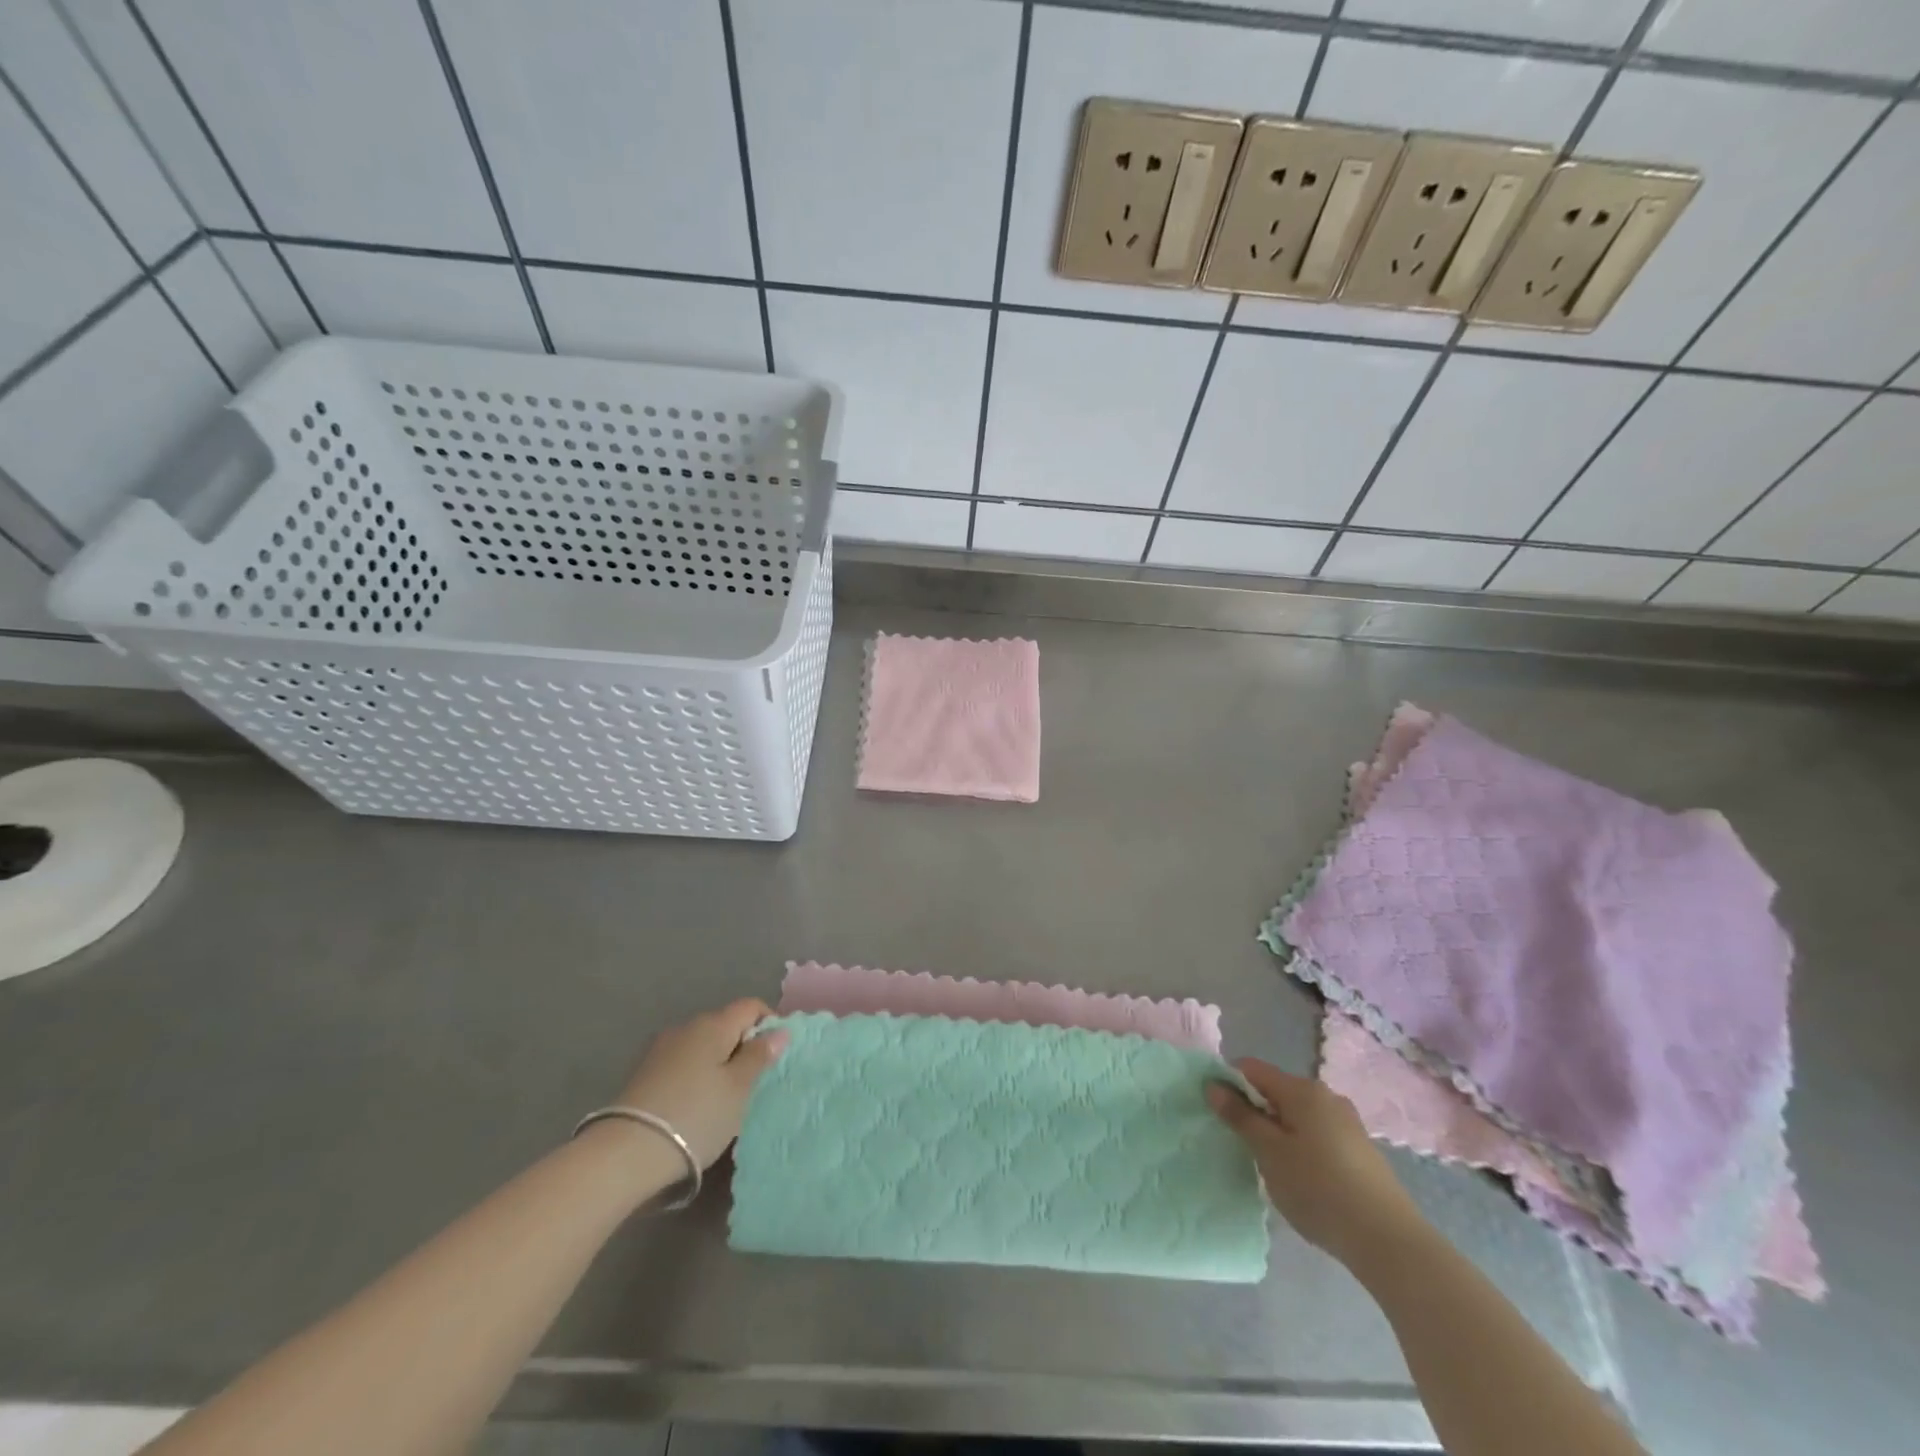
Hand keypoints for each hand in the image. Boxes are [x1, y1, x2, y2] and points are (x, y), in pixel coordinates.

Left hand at [614, 1000, 787, 1168]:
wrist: (625, 1153)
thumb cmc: (696, 1115)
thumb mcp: (738, 1088)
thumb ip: (759, 1056)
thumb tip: (779, 1030)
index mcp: (713, 1024)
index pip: (750, 1006)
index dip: (769, 1023)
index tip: (775, 1055)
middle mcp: (686, 1026)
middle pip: (724, 1024)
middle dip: (742, 1044)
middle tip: (753, 1081)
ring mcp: (660, 1049)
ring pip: (702, 1045)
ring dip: (717, 1061)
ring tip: (723, 1096)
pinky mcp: (643, 1072)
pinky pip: (682, 1062)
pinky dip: (695, 1074)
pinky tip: (695, 1103)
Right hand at [1208, 1057, 1427, 1269]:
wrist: (1389, 1242)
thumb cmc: (1319, 1189)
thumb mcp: (1269, 1153)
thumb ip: (1240, 1116)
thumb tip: (1214, 1085)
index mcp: (1302, 1089)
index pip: (1251, 1069)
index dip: (1228, 1084)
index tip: (1217, 1114)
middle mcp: (1326, 1096)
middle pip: (1275, 1091)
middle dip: (1254, 1111)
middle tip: (1243, 1147)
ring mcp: (1347, 1123)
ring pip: (1297, 1115)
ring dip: (1277, 1132)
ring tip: (1272, 1168)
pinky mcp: (1360, 1150)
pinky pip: (1317, 1134)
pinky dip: (1301, 1147)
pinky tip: (1303, 1180)